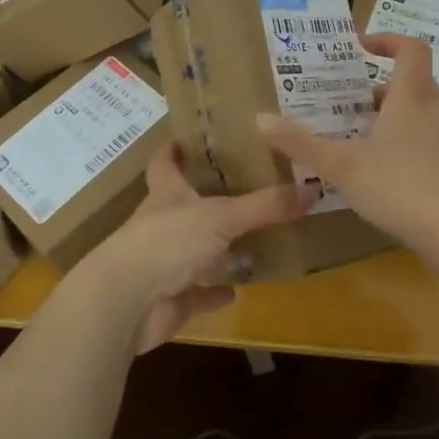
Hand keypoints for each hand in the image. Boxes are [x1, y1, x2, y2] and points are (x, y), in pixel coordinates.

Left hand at [72, 141, 315, 352]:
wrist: (124, 303)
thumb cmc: (166, 243)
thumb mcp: (221, 216)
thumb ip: (265, 205)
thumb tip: (313, 190)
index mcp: (167, 195)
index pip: (166, 162)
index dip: (176, 148)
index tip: (192, 136)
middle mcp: (161, 225)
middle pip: (183, 204)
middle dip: (207, 196)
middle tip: (245, 184)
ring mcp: (163, 264)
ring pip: (192, 249)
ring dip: (215, 246)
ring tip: (250, 235)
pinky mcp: (169, 299)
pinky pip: (196, 293)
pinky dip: (213, 292)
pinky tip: (235, 289)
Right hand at [259, 32, 438, 253]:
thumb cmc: (397, 186)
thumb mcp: (340, 164)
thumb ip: (300, 143)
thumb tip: (260, 119)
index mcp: (411, 98)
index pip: (412, 50)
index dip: (389, 41)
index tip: (363, 48)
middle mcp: (436, 112)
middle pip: (419, 82)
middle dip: (387, 86)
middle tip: (357, 102)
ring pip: (432, 113)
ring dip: (407, 114)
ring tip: (378, 131)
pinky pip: (437, 142)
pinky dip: (418, 143)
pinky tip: (396, 167)